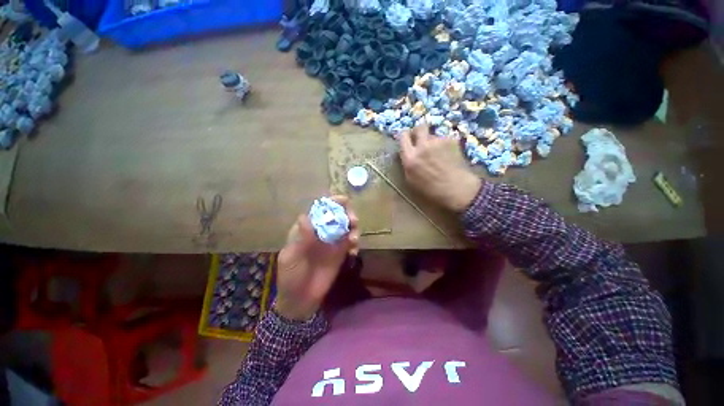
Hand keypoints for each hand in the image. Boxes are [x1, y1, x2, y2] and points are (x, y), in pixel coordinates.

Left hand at [275, 196, 359, 320]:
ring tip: (353, 239)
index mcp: (307, 229)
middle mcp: (322, 231)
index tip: (343, 200)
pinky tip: (354, 251)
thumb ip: (300, 238)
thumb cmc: (290, 277)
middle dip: (347, 213)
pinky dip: (355, 242)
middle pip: (337, 215)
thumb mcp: (291, 257)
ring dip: (354, 227)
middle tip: (353, 221)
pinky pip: (351, 242)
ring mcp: (333, 241)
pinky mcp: (341, 252)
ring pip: (347, 226)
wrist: (300, 300)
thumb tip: (305, 216)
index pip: (320, 210)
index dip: (332, 203)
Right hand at [400, 126, 482, 211]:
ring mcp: (438, 141)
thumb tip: (407, 153)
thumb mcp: (411, 179)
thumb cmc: (431, 189)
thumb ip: (407, 163)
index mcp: (410, 157)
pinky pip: (444, 139)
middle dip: (419, 131)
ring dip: (433, 141)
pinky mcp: (451, 140)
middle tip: (421, 139)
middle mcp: (422, 146)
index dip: (405, 136)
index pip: (403, 136)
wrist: (456, 188)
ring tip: (438, 153)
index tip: (408, 139)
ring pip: (433, 135)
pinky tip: (448, 155)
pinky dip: (444, 145)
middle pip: (419, 127)